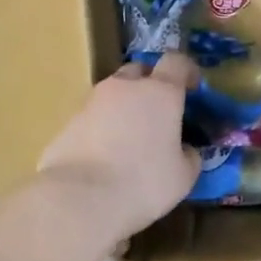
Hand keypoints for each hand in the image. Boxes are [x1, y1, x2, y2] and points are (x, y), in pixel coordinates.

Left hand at [37, 52, 200, 244]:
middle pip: (139, 71)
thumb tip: (184, 150)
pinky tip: (105, 155)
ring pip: (113, 94)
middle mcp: (125, 88)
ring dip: (124, 107)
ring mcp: (92, 102)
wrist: (80, 198)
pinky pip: (93, 117)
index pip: (176, 62)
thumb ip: (188, 156)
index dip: (187, 70)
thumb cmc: (143, 183)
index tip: (192, 87)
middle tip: (158, 112)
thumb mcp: (183, 176)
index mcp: (160, 93)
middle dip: (150, 84)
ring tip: (130, 137)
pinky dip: (102, 128)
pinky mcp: (68, 122)